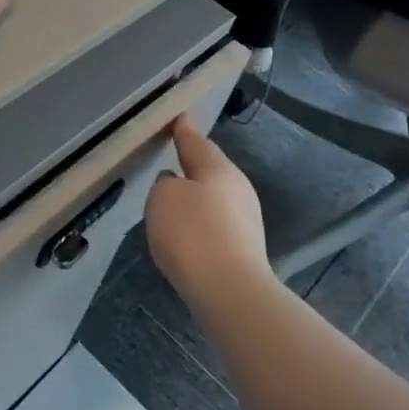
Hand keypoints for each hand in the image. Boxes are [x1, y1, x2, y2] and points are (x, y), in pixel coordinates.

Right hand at [144, 116, 269, 307]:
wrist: (230, 293)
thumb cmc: (192, 233)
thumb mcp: (162, 197)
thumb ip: (165, 184)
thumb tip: (176, 184)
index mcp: (219, 169)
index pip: (196, 141)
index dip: (183, 129)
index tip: (177, 117)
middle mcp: (238, 188)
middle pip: (209, 169)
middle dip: (191, 165)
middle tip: (170, 157)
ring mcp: (246, 220)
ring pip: (214, 198)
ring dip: (195, 196)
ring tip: (172, 199)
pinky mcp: (245, 249)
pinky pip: (216, 224)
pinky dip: (200, 222)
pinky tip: (185, 232)